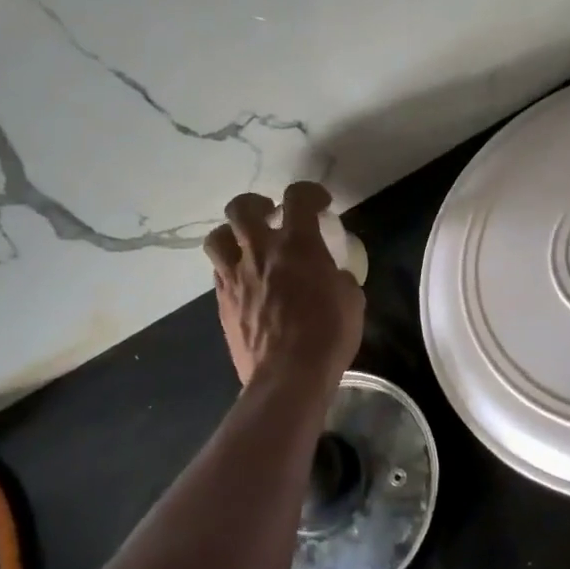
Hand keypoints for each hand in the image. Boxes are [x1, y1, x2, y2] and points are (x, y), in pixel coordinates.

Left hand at [203, 182, 364, 388]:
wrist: (288, 376)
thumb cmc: (328, 334)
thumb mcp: (351, 299)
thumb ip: (338, 277)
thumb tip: (330, 276)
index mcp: (297, 245)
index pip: (298, 198)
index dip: (309, 193)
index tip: (320, 204)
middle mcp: (259, 252)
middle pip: (242, 208)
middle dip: (257, 205)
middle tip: (272, 216)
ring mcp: (235, 277)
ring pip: (217, 238)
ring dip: (232, 235)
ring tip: (247, 247)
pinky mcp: (222, 303)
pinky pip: (219, 274)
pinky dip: (232, 270)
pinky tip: (247, 284)